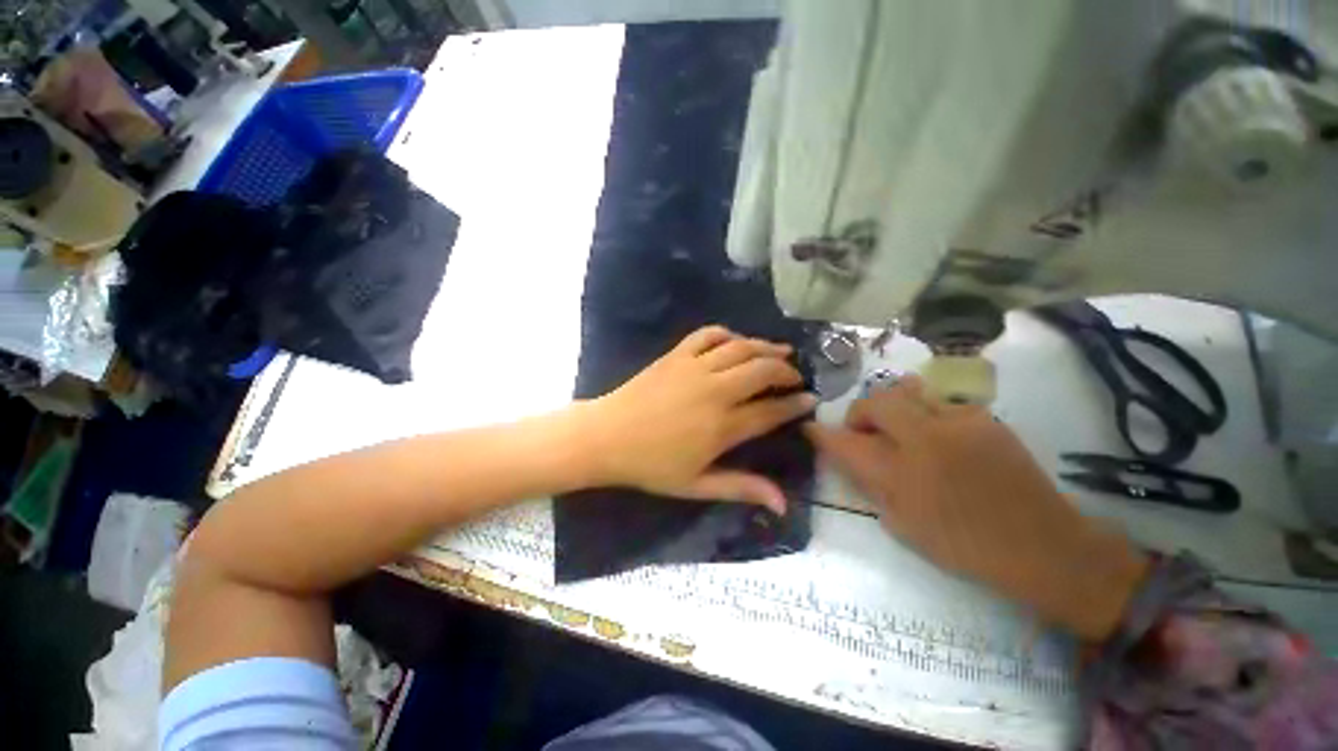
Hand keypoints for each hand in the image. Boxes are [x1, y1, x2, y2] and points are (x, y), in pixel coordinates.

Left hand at [584, 326, 816, 514]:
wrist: (607, 437)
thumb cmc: (651, 465)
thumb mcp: (696, 485)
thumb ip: (741, 488)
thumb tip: (783, 504)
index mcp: (722, 426)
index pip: (771, 410)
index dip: (795, 404)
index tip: (811, 400)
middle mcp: (715, 391)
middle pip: (763, 370)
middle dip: (786, 370)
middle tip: (795, 377)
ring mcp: (695, 367)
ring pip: (741, 347)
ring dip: (766, 347)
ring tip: (781, 351)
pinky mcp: (676, 354)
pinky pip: (708, 334)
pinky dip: (728, 334)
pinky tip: (736, 341)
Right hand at [805, 377, 1148, 642]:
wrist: (1044, 545)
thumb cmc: (964, 545)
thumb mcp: (902, 525)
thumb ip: (870, 484)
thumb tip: (849, 457)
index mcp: (901, 474)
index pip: (844, 441)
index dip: (822, 433)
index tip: (810, 429)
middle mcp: (924, 439)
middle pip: (875, 402)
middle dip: (859, 414)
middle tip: (864, 434)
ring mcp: (958, 422)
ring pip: (906, 394)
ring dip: (892, 410)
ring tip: (902, 433)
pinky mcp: (984, 417)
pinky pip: (939, 404)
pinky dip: (926, 415)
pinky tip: (941, 440)